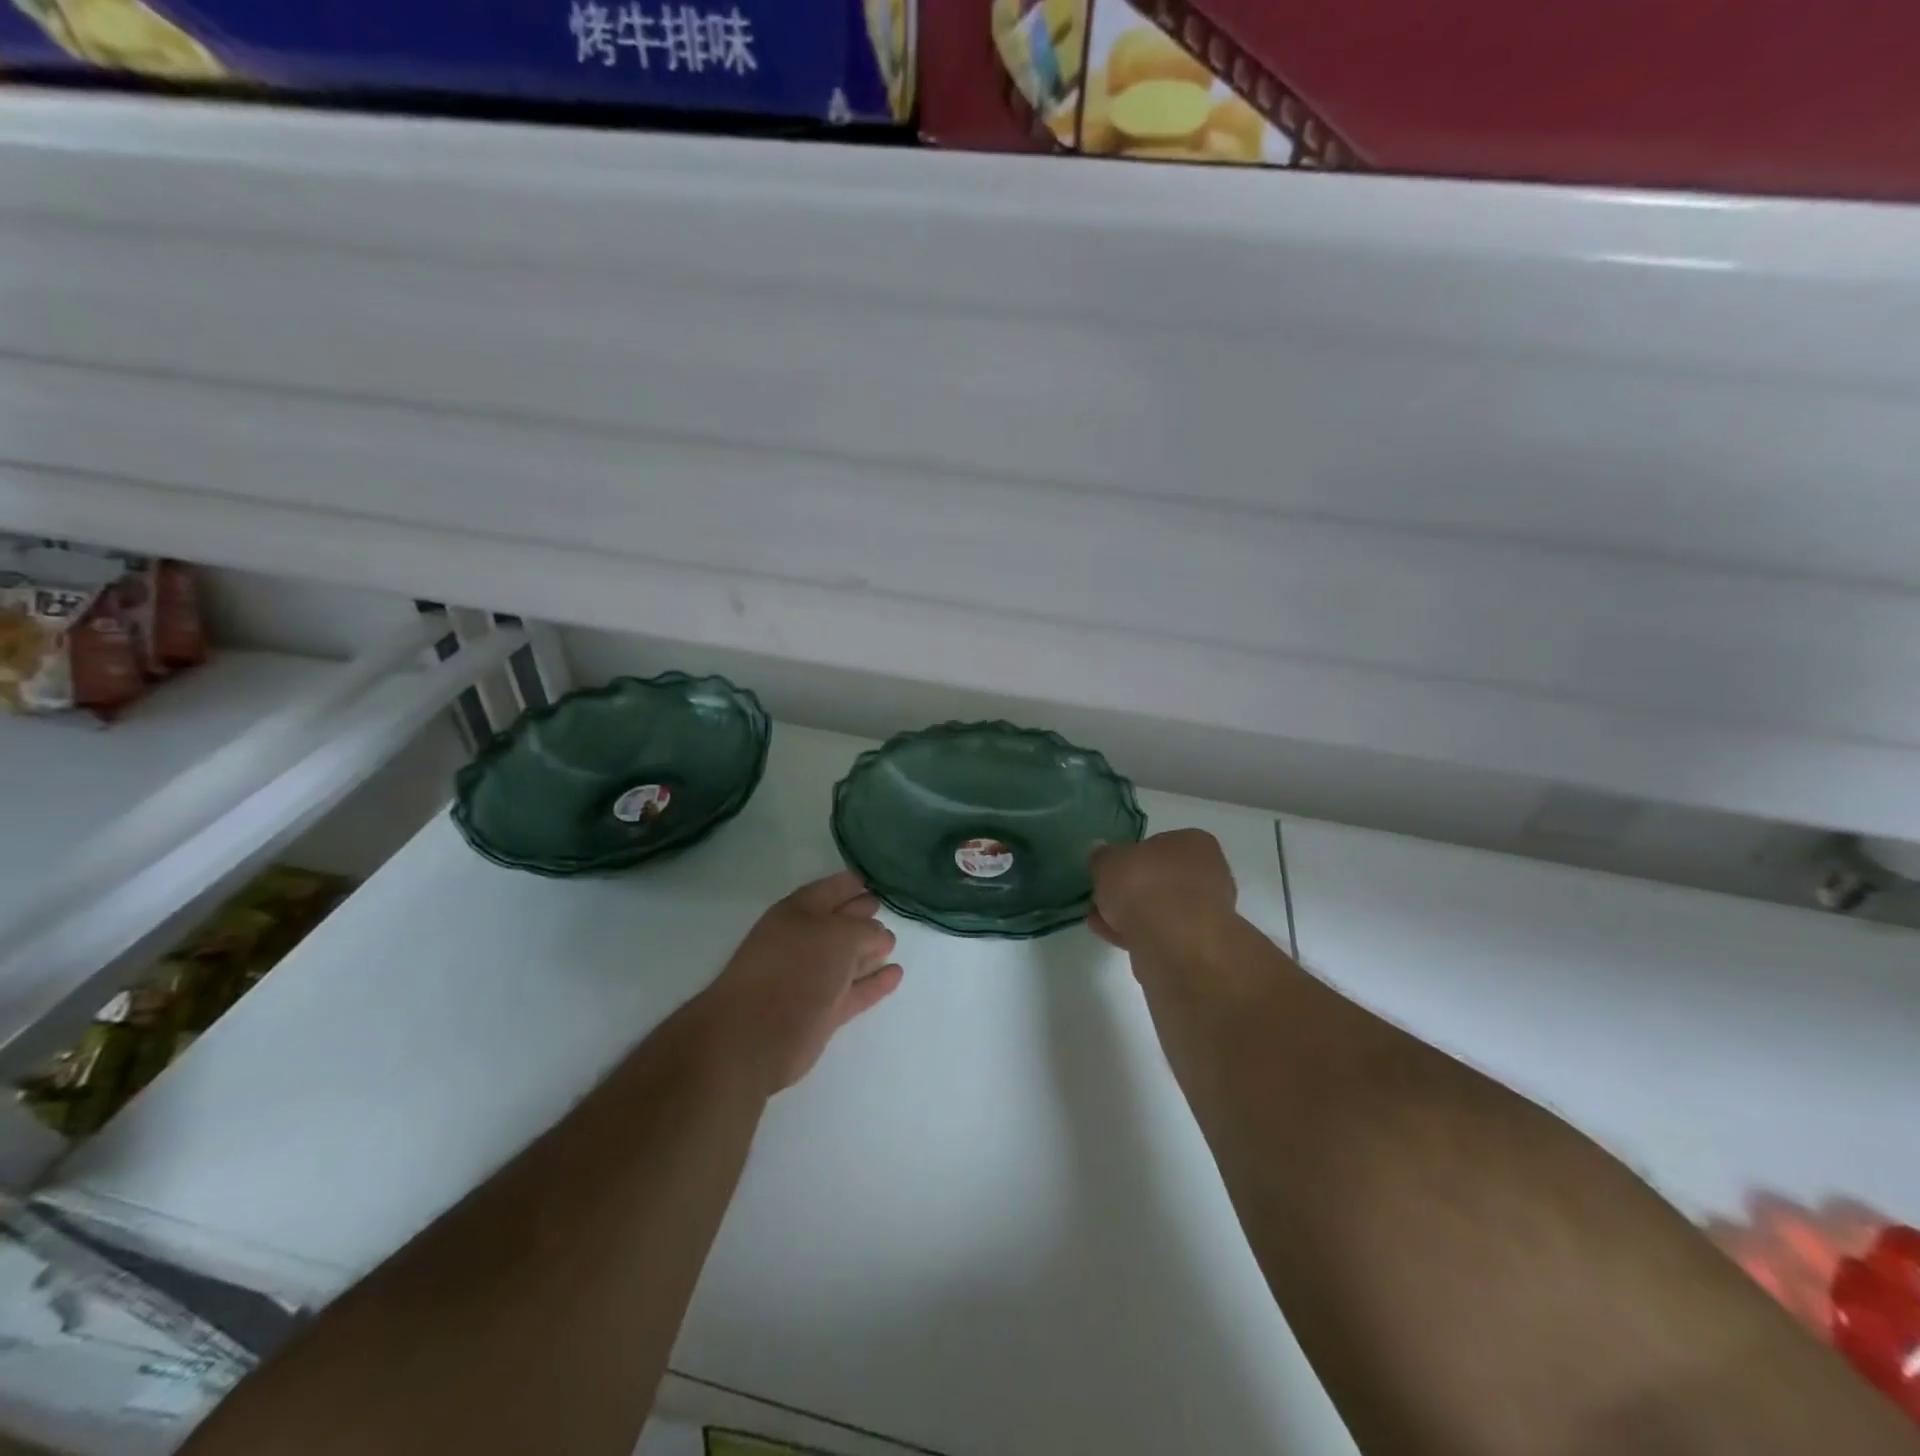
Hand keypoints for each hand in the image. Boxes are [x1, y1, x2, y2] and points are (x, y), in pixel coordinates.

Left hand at [698, 871, 902, 1094]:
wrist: (757, 1034)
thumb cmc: (796, 968)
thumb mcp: (839, 935)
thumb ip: (865, 930)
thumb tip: (879, 937)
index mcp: (798, 912)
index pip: (831, 890)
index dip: (851, 884)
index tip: (873, 881)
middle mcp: (803, 941)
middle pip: (839, 923)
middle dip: (862, 915)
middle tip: (885, 909)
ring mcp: (811, 978)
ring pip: (847, 959)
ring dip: (869, 950)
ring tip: (892, 943)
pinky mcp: (822, 1012)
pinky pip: (855, 991)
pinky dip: (874, 983)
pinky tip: (896, 973)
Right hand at [1087, 829, 1238, 954]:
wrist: (1174, 944)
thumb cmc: (1145, 886)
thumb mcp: (1108, 862)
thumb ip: (1102, 857)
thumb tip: (1100, 852)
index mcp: (1194, 843)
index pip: (1159, 844)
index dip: (1131, 857)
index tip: (1111, 871)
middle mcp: (1209, 873)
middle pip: (1160, 878)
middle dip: (1131, 890)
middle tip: (1103, 897)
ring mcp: (1206, 911)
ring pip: (1161, 908)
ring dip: (1130, 913)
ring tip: (1098, 920)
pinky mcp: (1198, 944)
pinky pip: (1162, 932)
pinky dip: (1138, 933)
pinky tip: (1109, 936)